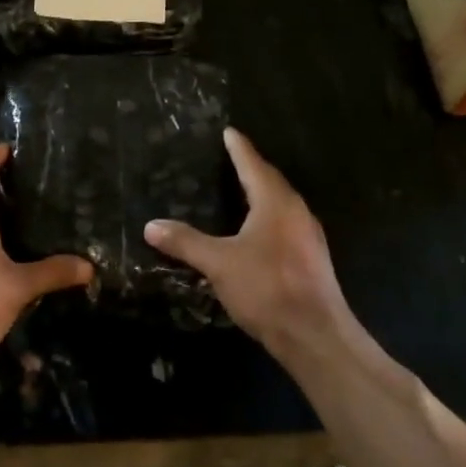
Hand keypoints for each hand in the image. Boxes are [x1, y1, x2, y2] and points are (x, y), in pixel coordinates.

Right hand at [144, 128, 356, 359]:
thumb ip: (185, 242)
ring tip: (239, 190)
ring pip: (281, 205)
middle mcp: (296, 212)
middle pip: (271, 181)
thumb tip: (151, 225)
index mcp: (275, 203)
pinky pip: (285, 225)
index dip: (239, 148)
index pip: (253, 165)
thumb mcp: (218, 263)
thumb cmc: (266, 288)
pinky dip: (266, 218)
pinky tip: (254, 231)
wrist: (314, 334)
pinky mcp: (310, 259)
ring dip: (261, 194)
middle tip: (230, 158)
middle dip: (250, 168)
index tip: (228, 131)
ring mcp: (308, 237)